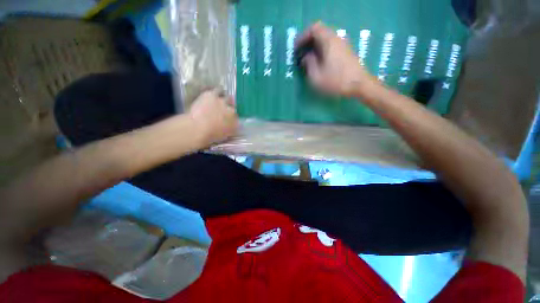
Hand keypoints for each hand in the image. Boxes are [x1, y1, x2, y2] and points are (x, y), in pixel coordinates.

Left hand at [189, 90, 238, 145]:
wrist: (195, 129)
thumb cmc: (205, 139)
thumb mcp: (217, 139)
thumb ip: (223, 133)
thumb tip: (222, 130)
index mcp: (234, 126)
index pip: (236, 121)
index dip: (230, 120)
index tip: (225, 122)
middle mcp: (232, 112)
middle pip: (233, 108)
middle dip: (229, 109)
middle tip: (221, 111)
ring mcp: (222, 102)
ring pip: (228, 98)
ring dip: (224, 99)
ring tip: (218, 101)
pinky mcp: (213, 94)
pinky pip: (218, 90)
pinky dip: (216, 92)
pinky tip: (212, 94)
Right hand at [296, 22, 377, 97]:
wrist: (363, 86)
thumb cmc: (339, 80)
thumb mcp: (317, 77)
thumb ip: (308, 64)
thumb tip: (307, 57)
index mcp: (328, 40)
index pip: (313, 28)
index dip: (302, 36)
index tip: (297, 48)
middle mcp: (337, 39)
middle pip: (321, 31)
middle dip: (309, 39)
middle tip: (303, 50)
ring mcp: (344, 44)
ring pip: (327, 37)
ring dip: (317, 44)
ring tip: (311, 57)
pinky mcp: (348, 52)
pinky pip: (333, 44)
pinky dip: (325, 48)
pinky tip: (323, 61)